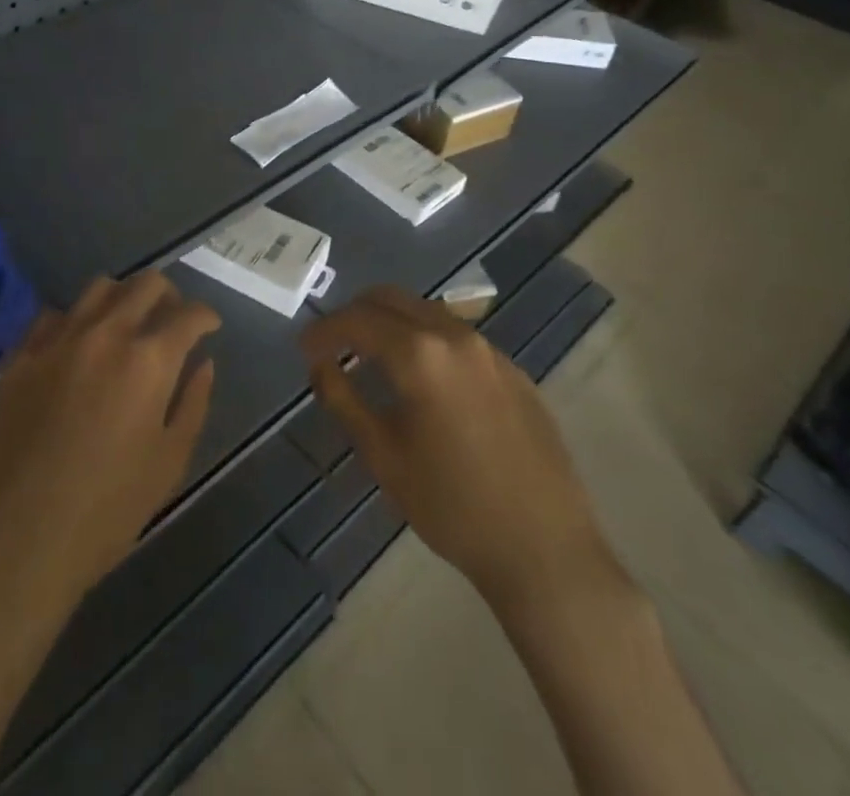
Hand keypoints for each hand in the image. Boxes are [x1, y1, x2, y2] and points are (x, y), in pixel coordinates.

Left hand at [0, 271, 219, 620]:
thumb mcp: (168, 464)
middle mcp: (106, 334)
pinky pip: (54, 315)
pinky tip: (78, 345)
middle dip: (169, 295)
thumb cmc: (106, 513)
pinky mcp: (22, 356)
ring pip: (99, 288)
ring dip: (123, 297)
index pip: (188, 315)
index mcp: (148, 361)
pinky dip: (76, 319)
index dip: (206, 316)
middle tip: (172, 320)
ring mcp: (58, 340)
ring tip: (127, 324)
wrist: (16, 542)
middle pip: (145, 284)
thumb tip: (204, 364)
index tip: (210, 327)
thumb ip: (192, 404)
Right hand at [300, 286, 619, 621]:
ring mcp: (490, 351)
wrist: (545, 551)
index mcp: (420, 354)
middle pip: (391, 298)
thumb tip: (320, 365)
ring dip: (391, 323)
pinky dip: (425, 340)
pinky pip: (456, 336)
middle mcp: (455, 336)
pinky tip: (421, 380)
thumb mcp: (383, 455)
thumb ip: (343, 399)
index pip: (357, 320)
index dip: (324, 330)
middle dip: (355, 314)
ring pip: (426, 312)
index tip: (304, 348)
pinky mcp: (513, 371)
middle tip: (333, 344)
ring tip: (371, 358)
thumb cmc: (453, 506)